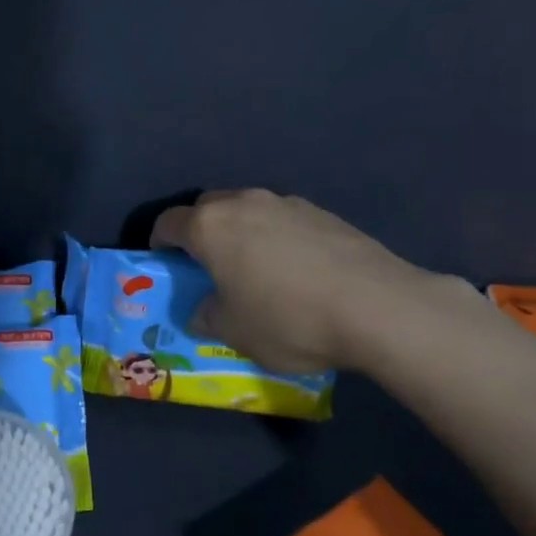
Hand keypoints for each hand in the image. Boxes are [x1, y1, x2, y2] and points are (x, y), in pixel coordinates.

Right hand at [150, 189, 437, 374]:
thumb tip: (204, 310)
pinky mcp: (322, 212)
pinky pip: (282, 219)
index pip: (168, 223)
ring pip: (247, 210)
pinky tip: (296, 270)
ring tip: (256, 269)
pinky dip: (276, 237)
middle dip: (200, 233)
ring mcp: (286, 202)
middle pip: (207, 208)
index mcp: (210, 226)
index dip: (160, 243)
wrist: (376, 306)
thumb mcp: (235, 332)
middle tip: (209, 267)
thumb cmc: (288, 319)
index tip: (165, 264)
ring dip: (241, 232)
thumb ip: (207, 316)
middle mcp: (243, 202)